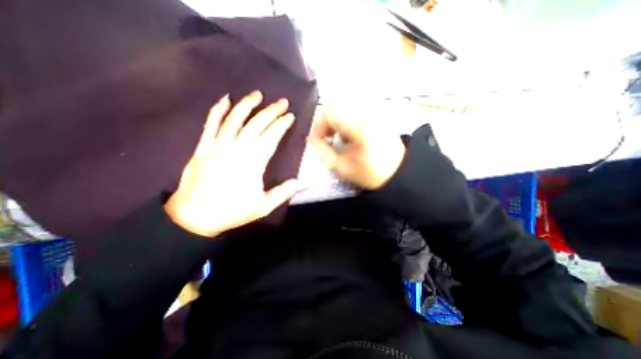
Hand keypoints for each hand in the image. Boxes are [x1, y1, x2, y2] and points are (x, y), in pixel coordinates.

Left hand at [165, 91, 304, 236]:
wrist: (194, 216)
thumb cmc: (231, 211)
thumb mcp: (262, 207)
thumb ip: (282, 193)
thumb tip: (298, 182)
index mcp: (253, 164)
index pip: (271, 138)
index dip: (281, 125)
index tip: (290, 117)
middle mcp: (236, 150)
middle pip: (256, 125)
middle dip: (271, 111)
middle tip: (282, 101)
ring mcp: (217, 146)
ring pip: (235, 119)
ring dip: (247, 105)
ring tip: (258, 94)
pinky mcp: (203, 147)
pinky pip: (211, 123)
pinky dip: (218, 110)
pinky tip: (226, 99)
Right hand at [306, 102, 403, 188]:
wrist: (398, 173)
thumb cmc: (369, 173)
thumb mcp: (341, 167)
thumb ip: (322, 151)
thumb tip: (312, 138)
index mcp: (357, 125)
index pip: (330, 109)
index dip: (319, 124)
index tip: (319, 139)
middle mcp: (365, 112)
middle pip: (336, 103)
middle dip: (326, 121)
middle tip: (327, 138)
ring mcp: (372, 111)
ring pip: (345, 104)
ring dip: (336, 119)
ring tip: (338, 137)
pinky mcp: (376, 114)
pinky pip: (354, 109)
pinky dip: (346, 119)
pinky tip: (350, 134)